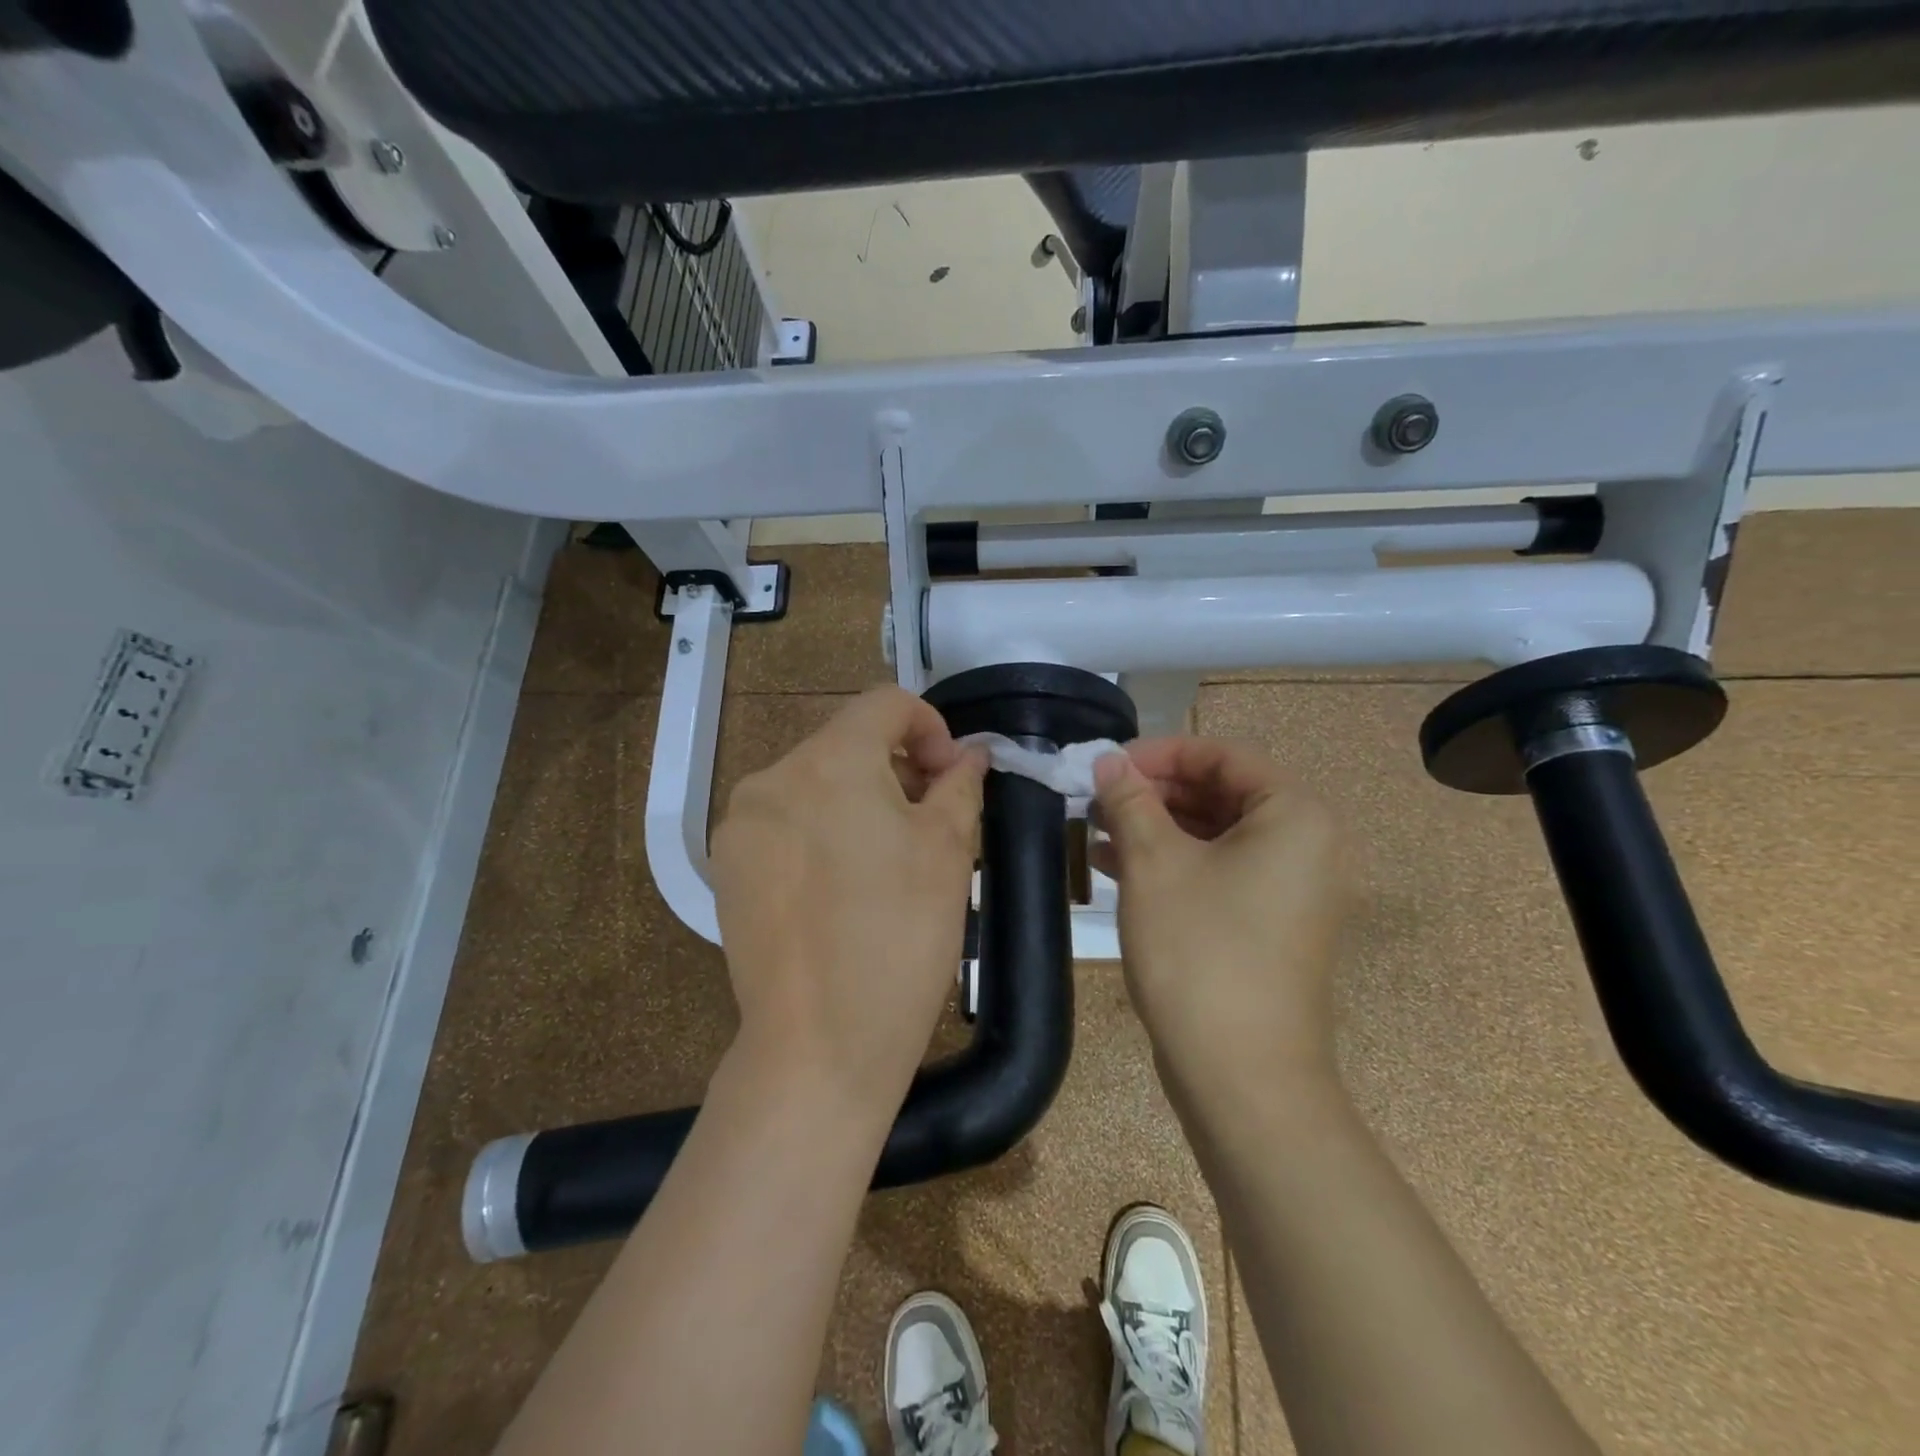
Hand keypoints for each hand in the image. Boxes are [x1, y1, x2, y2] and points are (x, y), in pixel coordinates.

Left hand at [709, 687, 986, 1123]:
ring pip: (814, 783)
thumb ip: (960, 783)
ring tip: (886, 861)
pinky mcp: (726, 867)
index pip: (885, 703)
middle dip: (896, 767)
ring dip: (857, 799)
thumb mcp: (949, 851)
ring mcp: (740, 823)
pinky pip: (785, 822)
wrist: (819, 1045)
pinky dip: (820, 831)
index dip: (930, 727)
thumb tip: (969, 754)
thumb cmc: (899, 937)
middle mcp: (773, 776)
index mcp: (830, 760)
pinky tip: (840, 888)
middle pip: (847, 742)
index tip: (950, 777)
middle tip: (929, 823)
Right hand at [1092, 738, 1357, 1105]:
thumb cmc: (1200, 952)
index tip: (1106, 765)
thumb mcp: (1154, 863)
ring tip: (1096, 829)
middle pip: (1221, 792)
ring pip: (1215, 834)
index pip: (1222, 755)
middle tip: (1096, 798)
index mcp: (1294, 814)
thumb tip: (1108, 760)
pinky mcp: (1271, 924)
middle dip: (1154, 792)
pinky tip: (1116, 866)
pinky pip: (1220, 871)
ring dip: (1156, 827)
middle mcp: (1306, 844)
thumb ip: (1130, 800)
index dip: (1159, 753)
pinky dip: (1173, 862)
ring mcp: (1291, 889)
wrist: (1243, 1077)